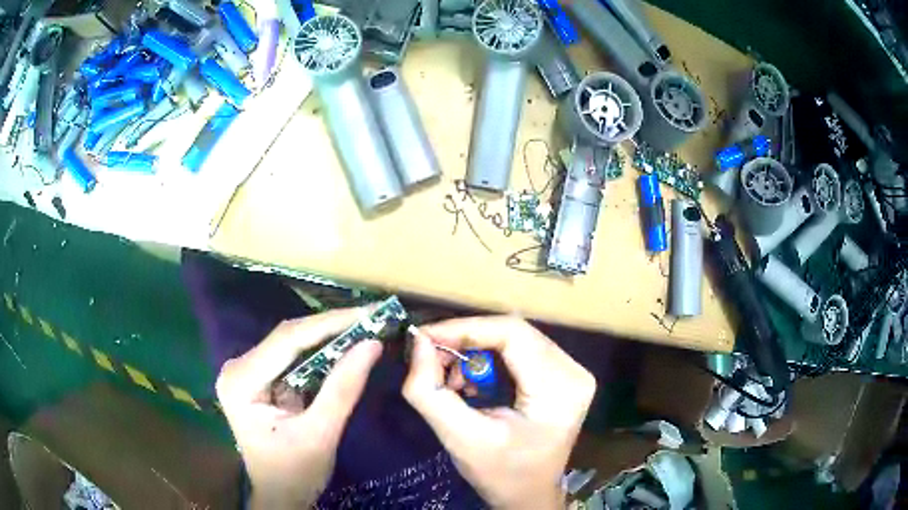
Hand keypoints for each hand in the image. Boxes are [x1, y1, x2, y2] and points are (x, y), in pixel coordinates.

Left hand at [216, 309, 382, 508]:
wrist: (279, 495)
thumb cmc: (295, 474)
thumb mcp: (321, 434)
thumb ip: (342, 389)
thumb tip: (372, 344)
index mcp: (241, 382)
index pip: (287, 340)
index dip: (330, 324)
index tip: (369, 314)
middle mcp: (238, 368)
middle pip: (288, 337)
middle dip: (332, 328)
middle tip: (373, 318)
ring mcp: (247, 371)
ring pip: (292, 343)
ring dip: (328, 336)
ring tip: (365, 326)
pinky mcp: (259, 377)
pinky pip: (292, 356)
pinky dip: (321, 352)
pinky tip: (344, 345)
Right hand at [403, 316, 595, 508]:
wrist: (529, 495)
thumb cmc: (500, 474)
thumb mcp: (458, 438)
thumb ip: (429, 390)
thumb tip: (418, 342)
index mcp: (559, 388)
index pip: (513, 333)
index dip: (465, 328)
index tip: (424, 337)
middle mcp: (574, 371)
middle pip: (514, 333)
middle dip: (467, 342)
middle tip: (433, 360)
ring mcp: (573, 372)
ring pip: (516, 339)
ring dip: (477, 352)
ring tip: (454, 381)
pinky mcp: (564, 377)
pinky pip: (522, 352)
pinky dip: (490, 361)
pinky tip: (474, 384)